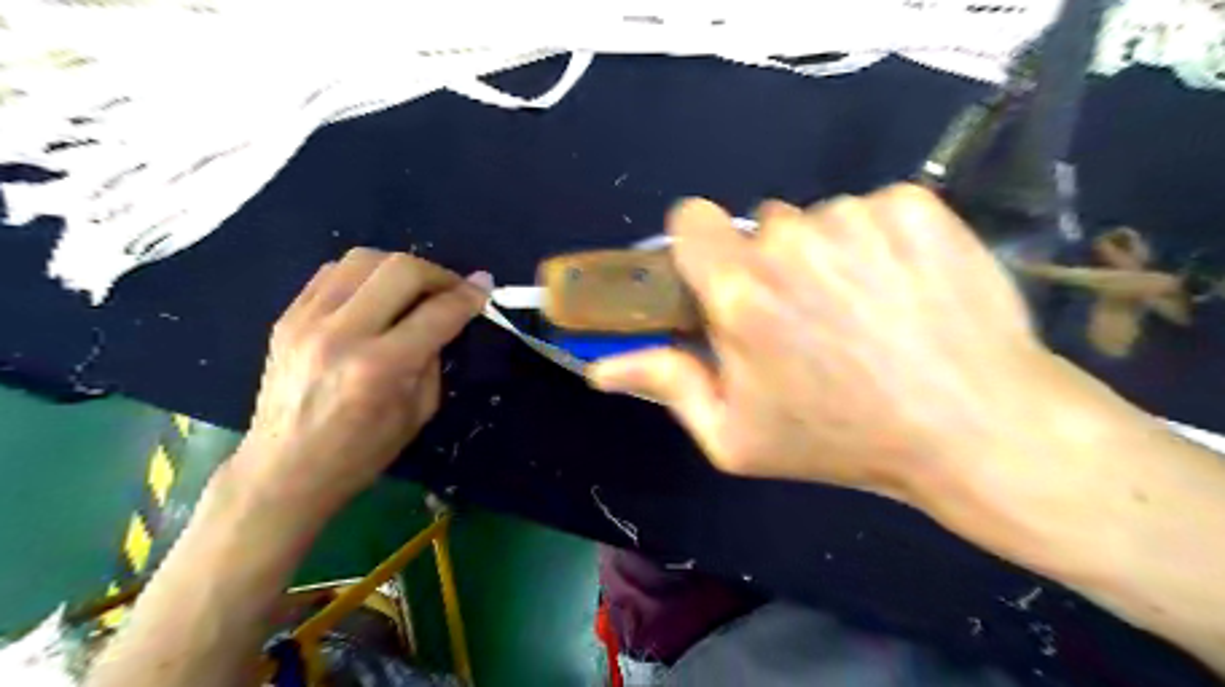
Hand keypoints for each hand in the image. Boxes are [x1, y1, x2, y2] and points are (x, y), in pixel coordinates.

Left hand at [232, 251, 488, 522]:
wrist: (284, 470)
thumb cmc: (361, 452)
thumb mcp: (419, 411)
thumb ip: (434, 357)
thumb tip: (447, 316)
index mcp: (380, 368)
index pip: (437, 313)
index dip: (469, 296)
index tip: (484, 287)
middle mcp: (342, 334)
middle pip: (401, 270)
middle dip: (439, 274)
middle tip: (452, 290)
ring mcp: (307, 321)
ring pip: (364, 258)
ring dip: (402, 268)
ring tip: (416, 288)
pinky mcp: (287, 317)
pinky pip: (333, 272)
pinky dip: (366, 274)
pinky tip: (377, 293)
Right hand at [588, 184, 1059, 500]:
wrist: (974, 428)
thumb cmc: (841, 440)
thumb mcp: (736, 435)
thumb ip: (666, 385)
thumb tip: (599, 367)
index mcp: (740, 292)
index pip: (690, 219)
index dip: (700, 247)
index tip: (723, 279)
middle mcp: (791, 239)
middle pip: (759, 227)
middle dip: (769, 265)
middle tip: (806, 319)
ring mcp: (858, 216)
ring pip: (817, 220)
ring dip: (826, 256)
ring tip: (862, 311)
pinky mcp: (915, 204)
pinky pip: (872, 209)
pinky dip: (878, 241)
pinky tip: (902, 289)